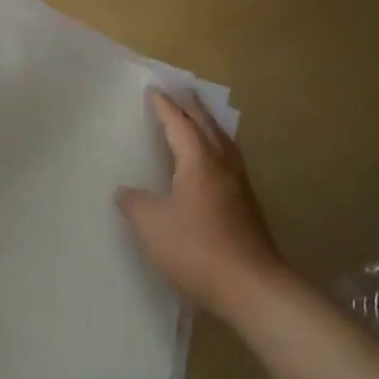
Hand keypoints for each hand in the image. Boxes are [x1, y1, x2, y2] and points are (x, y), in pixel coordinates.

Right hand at [117, 90, 285, 317]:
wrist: (253, 289)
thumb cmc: (197, 249)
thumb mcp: (152, 226)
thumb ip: (135, 204)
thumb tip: (125, 192)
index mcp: (198, 162)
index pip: (179, 124)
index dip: (165, 107)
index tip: (154, 90)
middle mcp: (222, 167)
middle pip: (207, 127)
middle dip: (193, 107)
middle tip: (183, 90)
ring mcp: (240, 188)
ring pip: (223, 144)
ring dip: (210, 126)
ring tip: (201, 118)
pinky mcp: (248, 209)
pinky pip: (230, 163)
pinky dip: (218, 149)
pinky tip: (214, 164)